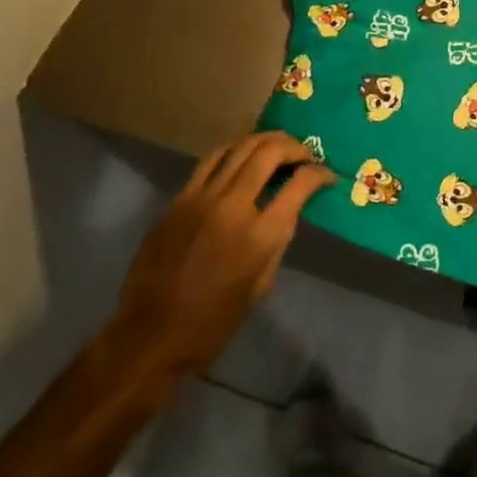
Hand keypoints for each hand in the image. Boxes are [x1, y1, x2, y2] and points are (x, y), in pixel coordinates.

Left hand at [99, 133, 334, 398]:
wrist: (150, 335)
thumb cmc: (213, 322)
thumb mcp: (261, 285)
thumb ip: (277, 240)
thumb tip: (287, 209)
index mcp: (259, 235)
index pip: (300, 184)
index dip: (319, 174)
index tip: (326, 176)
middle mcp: (233, 206)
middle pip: (270, 153)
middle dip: (294, 147)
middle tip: (305, 154)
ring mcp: (201, 198)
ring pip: (239, 147)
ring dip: (265, 141)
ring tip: (278, 146)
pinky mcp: (178, 199)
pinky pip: (210, 161)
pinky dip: (233, 151)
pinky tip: (242, 156)